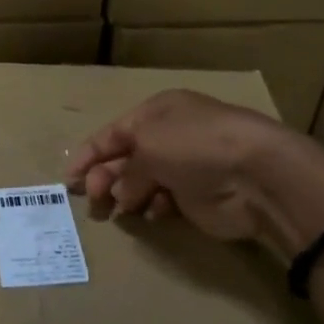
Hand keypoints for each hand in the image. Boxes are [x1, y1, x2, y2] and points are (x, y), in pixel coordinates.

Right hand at [66, 89, 323, 255]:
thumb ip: (126, 170)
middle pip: (125, 158)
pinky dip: (155, 207)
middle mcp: (170, 135)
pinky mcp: (197, 196)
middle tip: (94, 200)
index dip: (88, 155)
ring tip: (125, 207)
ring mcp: (185, 166)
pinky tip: (156, 212)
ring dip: (129, 194)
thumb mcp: (148, 145)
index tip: (69, 180)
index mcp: (157, 112)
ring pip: (143, 182)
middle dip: (106, 178)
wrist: (255, 174)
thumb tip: (122, 193)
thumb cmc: (195, 145)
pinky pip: (164, 201)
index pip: (112, 132)